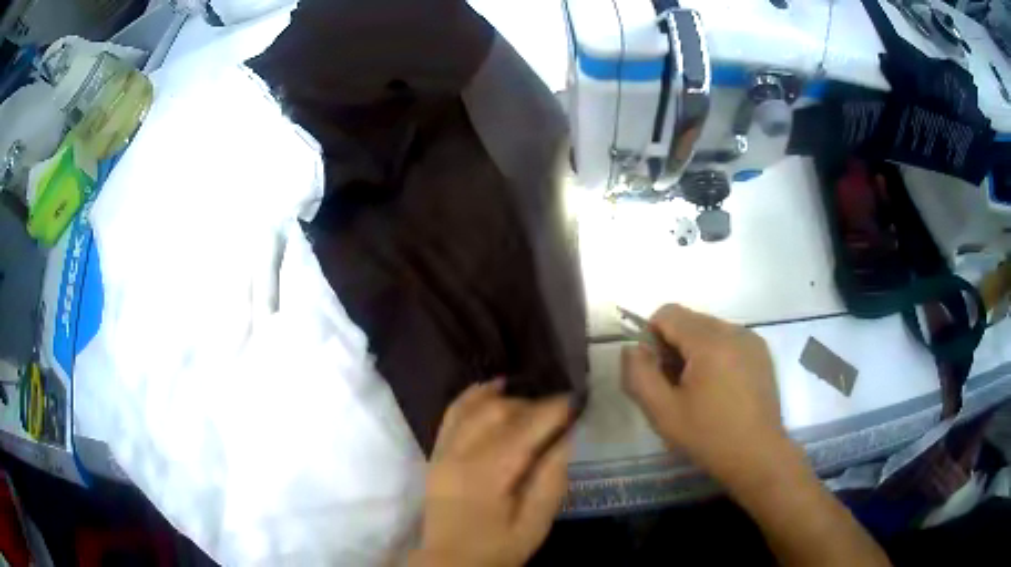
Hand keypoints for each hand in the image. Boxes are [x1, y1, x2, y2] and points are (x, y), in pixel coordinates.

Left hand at [410, 380, 572, 566]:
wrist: (450, 562)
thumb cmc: (497, 548)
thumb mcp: (535, 524)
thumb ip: (550, 481)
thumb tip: (566, 438)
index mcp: (489, 475)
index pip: (525, 428)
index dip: (553, 410)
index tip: (576, 400)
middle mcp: (462, 455)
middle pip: (499, 411)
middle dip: (532, 404)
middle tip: (558, 411)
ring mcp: (444, 452)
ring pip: (474, 407)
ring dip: (505, 398)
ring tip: (531, 401)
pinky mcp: (436, 454)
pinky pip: (451, 414)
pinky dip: (472, 396)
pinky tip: (491, 388)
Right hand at [622, 304, 791, 494]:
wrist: (758, 456)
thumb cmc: (709, 436)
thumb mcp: (662, 412)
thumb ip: (639, 374)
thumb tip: (633, 348)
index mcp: (710, 341)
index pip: (668, 313)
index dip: (651, 337)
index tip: (655, 372)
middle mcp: (734, 330)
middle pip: (689, 320)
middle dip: (673, 346)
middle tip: (674, 386)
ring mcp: (751, 340)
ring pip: (709, 330)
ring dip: (694, 351)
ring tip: (698, 390)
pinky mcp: (761, 353)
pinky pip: (728, 340)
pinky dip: (715, 355)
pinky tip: (719, 390)